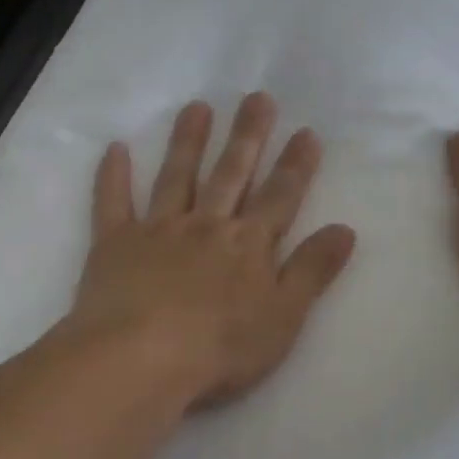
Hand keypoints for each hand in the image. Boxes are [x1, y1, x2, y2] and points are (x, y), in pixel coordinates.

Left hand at [72, 93, 356, 408]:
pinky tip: (114, 148)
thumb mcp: (283, 316)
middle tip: (257, 97)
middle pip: (231, 173)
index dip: (296, 165)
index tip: (306, 132)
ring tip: (197, 107)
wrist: (139, 361)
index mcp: (248, 244)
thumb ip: (313, 270)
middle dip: (248, 135)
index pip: (280, 196)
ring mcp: (159, 230)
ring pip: (177, 176)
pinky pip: (113, 203)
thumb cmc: (220, 347)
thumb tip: (345, 229)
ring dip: (188, 141)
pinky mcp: (115, 244)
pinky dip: (113, 176)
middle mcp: (207, 225)